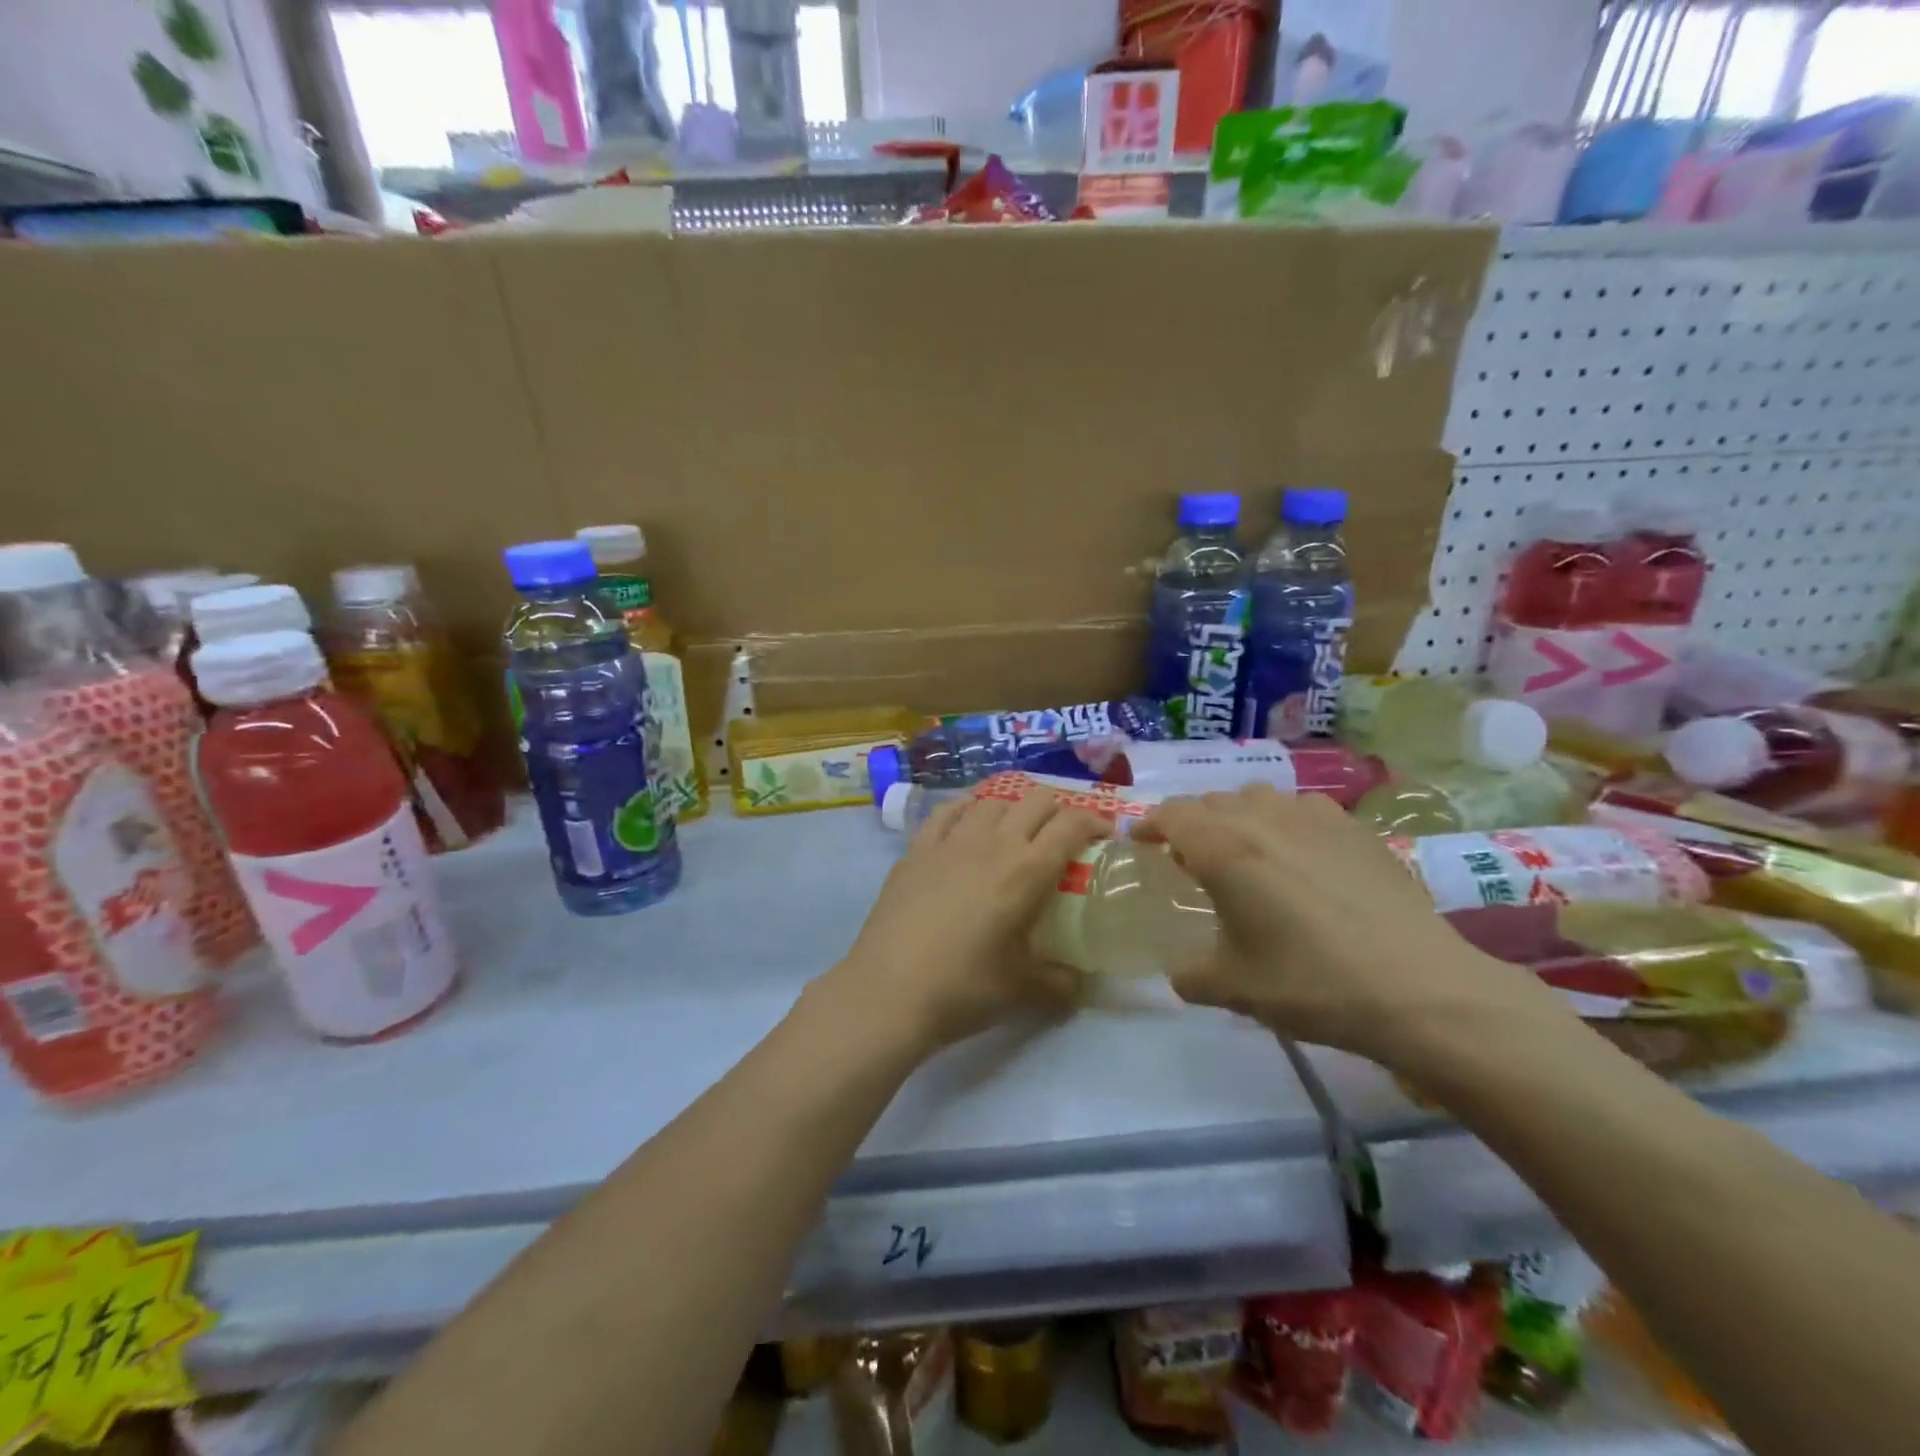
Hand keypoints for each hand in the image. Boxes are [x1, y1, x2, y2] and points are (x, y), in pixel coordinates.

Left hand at [830, 792, 1109, 1055]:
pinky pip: (947, 811)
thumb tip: (1077, 982)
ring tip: (1017, 828)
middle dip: (1059, 808)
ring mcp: (950, 841)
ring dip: (1014, 807)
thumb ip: (1060, 982)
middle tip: (1064, 833)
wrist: (888, 991)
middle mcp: (992, 843)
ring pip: (992, 800)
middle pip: (1035, 800)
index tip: (1105, 833)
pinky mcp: (916, 849)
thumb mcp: (1023, 990)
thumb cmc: (963, 988)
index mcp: (1026, 871)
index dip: (1094, 820)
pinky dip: (967, 808)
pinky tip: (969, 819)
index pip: (1071, 824)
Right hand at [1139, 785, 1573, 1067]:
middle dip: (1191, 824)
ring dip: (1237, 817)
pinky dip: (1285, 821)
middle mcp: (1263, 820)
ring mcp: (1315, 818)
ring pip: (1258, 797)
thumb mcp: (1234, 989)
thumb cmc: (1312, 984)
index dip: (1150, 824)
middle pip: (1211, 801)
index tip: (1141, 843)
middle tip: (1190, 861)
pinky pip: (1303, 807)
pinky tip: (1301, 856)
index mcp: (1224, 850)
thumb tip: (1181, 972)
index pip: (1172, 813)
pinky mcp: (1356, 829)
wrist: (1420, 989)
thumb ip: (1190, 974)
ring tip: (1245, 853)